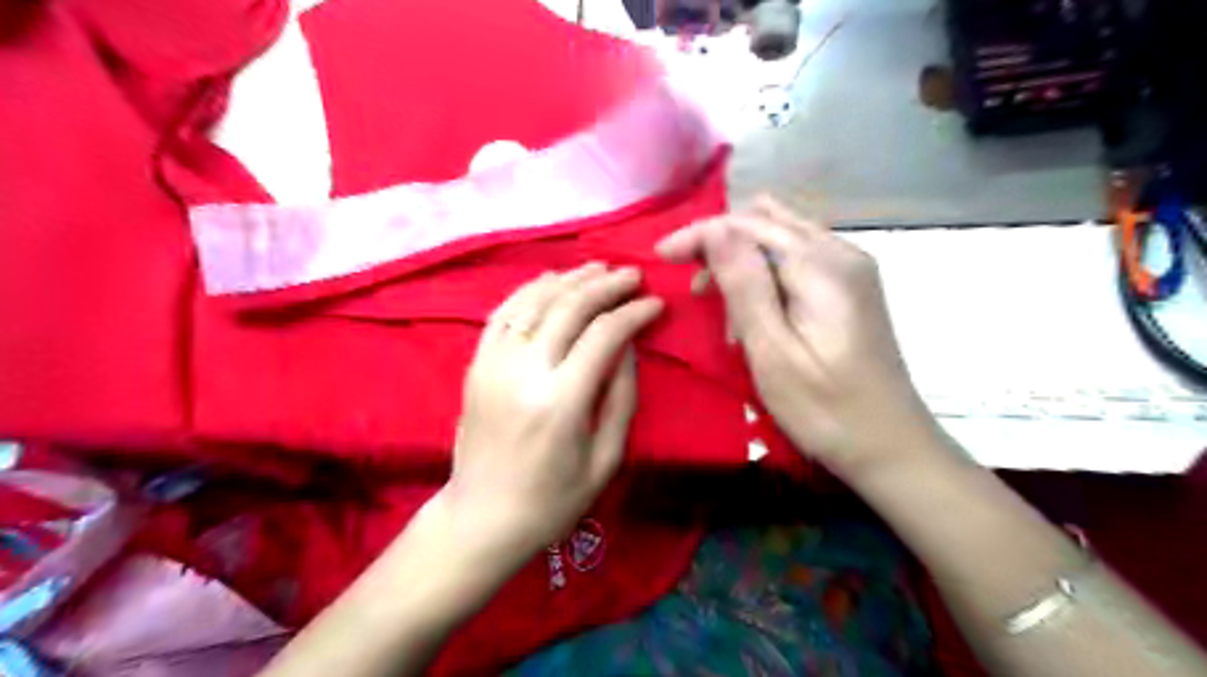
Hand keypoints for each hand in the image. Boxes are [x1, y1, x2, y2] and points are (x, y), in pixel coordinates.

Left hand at [448, 262, 662, 561]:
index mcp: (560, 402)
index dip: (633, 313)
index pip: (603, 335)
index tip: (655, 304)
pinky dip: (528, 291)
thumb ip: (621, 397)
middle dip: (606, 285)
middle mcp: (524, 373)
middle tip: (632, 275)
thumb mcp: (605, 459)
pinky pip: (502, 314)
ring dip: (569, 279)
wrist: (482, 517)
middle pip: (569, 308)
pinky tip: (551, 281)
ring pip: (534, 302)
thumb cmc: (552, 500)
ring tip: (597, 268)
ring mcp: (493, 365)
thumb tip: (628, 345)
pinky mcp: (475, 365)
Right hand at [660, 199, 953, 479]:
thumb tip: (715, 229)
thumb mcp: (773, 352)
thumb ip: (744, 286)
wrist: (892, 448)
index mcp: (822, 266)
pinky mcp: (851, 288)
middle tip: (694, 288)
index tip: (661, 256)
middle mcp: (841, 253)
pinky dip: (766, 275)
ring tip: (723, 311)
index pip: (749, 224)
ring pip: (781, 239)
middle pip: (767, 222)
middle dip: (721, 243)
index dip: (701, 233)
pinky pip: (797, 260)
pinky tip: (756, 313)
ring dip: (743, 261)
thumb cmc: (826, 410)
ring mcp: (851, 269)